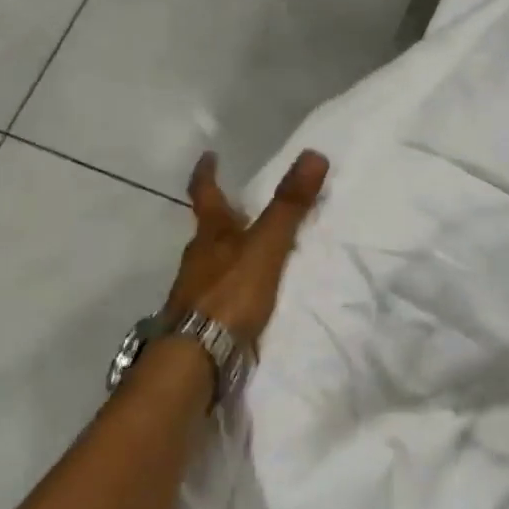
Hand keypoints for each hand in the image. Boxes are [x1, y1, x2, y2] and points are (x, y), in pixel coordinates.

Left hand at [165, 150, 329, 345]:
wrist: (197, 355)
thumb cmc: (229, 293)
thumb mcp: (266, 246)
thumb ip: (289, 206)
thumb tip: (313, 154)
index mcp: (210, 234)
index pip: (205, 193)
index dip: (206, 172)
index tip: (209, 155)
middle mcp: (197, 258)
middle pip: (208, 231)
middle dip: (223, 217)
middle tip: (241, 207)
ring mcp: (195, 291)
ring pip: (212, 263)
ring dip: (228, 255)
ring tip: (251, 254)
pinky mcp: (201, 319)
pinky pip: (219, 294)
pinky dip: (232, 288)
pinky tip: (246, 298)